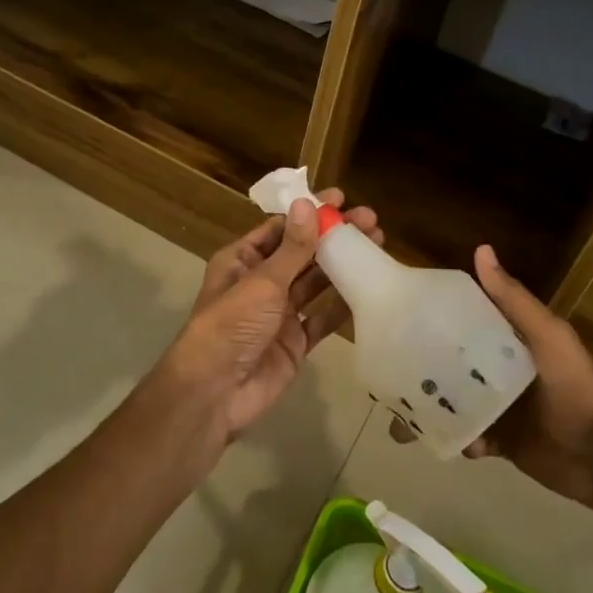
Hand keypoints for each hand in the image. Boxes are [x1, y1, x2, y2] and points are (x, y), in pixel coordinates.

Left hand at [159, 189, 380, 440]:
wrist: (215, 393)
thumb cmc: (231, 325)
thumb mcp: (262, 281)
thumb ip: (292, 248)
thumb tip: (308, 204)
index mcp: (242, 260)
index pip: (281, 228)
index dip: (310, 213)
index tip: (341, 199)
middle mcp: (261, 283)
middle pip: (303, 253)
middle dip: (333, 236)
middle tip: (371, 220)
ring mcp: (279, 314)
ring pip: (316, 283)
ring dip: (342, 265)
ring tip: (377, 244)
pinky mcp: (296, 342)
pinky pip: (323, 318)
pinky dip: (343, 303)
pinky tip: (369, 286)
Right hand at [393, 245, 592, 508]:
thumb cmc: (575, 388)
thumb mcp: (548, 337)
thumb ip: (514, 300)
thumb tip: (481, 249)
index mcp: (507, 340)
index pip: (464, 320)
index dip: (435, 316)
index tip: (401, 314)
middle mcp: (496, 370)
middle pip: (450, 363)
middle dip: (422, 368)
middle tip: (392, 370)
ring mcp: (496, 408)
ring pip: (451, 402)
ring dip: (430, 407)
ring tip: (403, 415)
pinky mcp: (497, 441)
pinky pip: (465, 438)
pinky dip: (454, 439)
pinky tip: (444, 441)